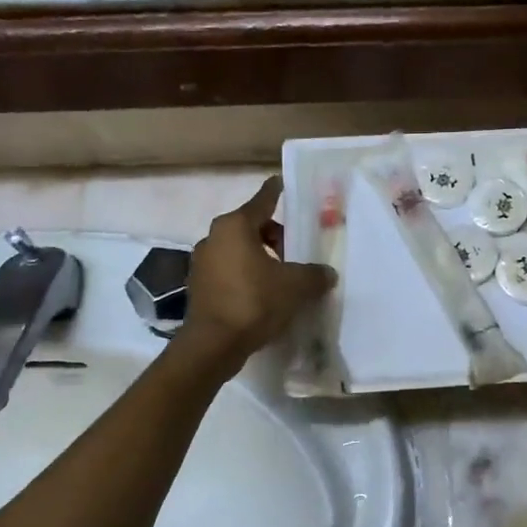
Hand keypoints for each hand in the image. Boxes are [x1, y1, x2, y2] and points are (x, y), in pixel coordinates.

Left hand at [176, 176, 335, 372]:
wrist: (213, 344)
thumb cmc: (254, 302)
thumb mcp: (295, 286)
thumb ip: (314, 274)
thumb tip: (327, 273)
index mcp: (236, 226)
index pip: (263, 200)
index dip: (276, 191)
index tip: (282, 182)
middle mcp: (214, 237)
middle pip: (252, 226)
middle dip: (275, 236)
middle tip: (296, 252)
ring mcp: (202, 262)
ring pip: (239, 250)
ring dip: (260, 257)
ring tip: (282, 277)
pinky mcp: (199, 286)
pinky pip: (229, 271)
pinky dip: (246, 275)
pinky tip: (263, 294)